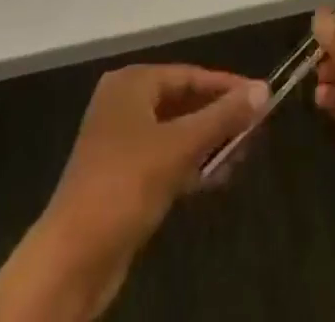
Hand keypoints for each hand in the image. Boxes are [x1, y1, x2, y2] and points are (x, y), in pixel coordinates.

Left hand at [45, 64, 267, 265]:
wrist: (72, 258)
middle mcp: (124, 103)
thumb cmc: (125, 184)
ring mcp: (121, 141)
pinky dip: (190, 164)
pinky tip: (216, 177)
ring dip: (207, 143)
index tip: (261, 98)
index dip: (227, 86)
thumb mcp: (179, 147)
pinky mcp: (122, 177)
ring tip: (242, 155)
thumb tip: (263, 88)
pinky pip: (165, 158)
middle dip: (219, 117)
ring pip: (176, 132)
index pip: (190, 75)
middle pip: (183, 102)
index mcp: (132, 83)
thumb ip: (222, 117)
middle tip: (255, 130)